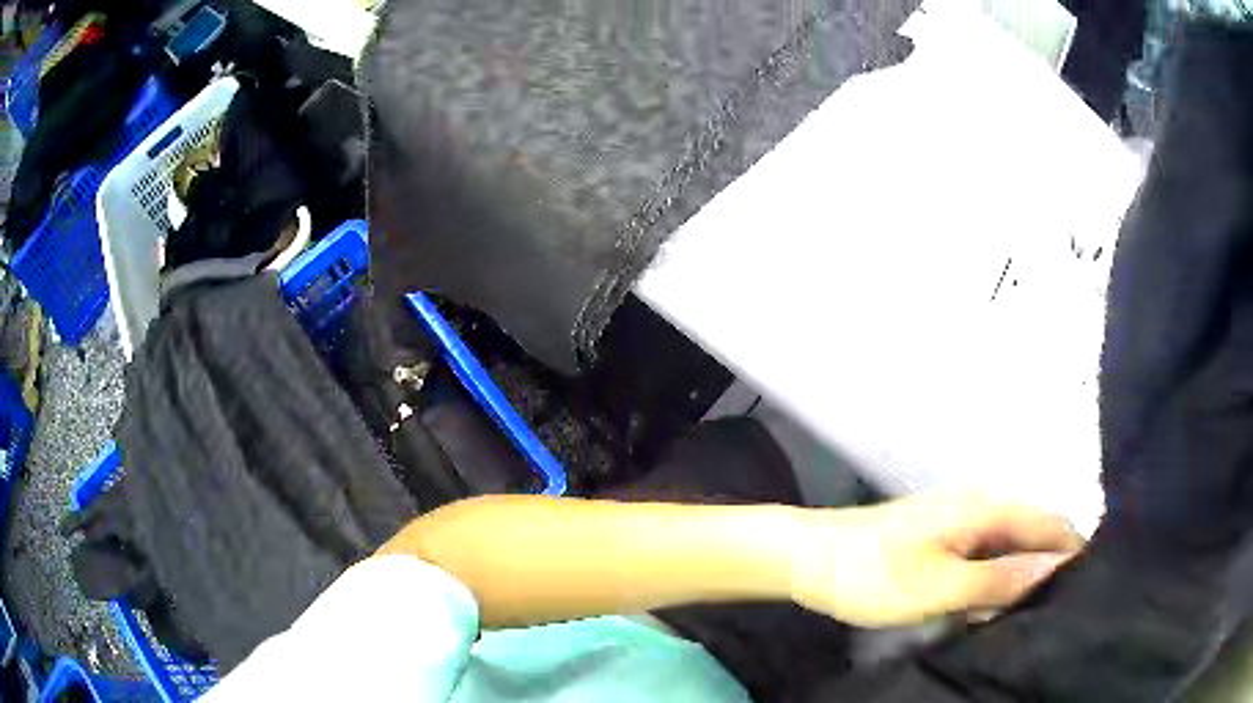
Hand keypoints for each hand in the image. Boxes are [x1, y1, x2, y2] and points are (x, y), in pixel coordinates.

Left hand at [790, 493, 1083, 627]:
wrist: (808, 558)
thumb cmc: (872, 574)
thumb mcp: (940, 585)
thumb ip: (999, 578)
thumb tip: (1054, 568)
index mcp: (986, 509)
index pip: (1050, 524)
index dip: (1071, 554)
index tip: (1085, 590)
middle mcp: (980, 508)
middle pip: (1031, 536)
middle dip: (1046, 571)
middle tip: (1055, 614)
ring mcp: (959, 524)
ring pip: (1006, 551)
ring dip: (1016, 582)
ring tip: (1026, 620)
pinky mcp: (941, 542)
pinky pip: (981, 560)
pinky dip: (990, 584)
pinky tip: (986, 613)